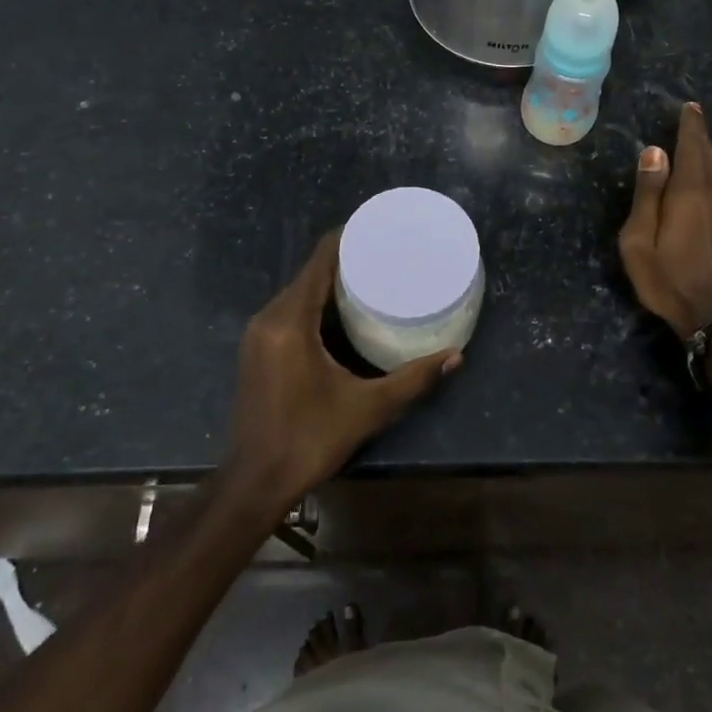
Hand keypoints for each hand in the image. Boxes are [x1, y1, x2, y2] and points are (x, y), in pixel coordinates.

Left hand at [222, 230, 460, 516]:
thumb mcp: (367, 408)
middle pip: (310, 272)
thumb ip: (413, 378)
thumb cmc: (309, 440)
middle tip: (387, 255)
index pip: (319, 260)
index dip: (347, 237)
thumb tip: (456, 355)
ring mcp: (258, 334)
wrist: (254, 483)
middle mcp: (269, 318)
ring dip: (331, 282)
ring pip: (299, 291)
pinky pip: (290, 310)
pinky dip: (316, 302)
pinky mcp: (257, 349)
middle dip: (346, 259)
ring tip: (372, 277)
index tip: (379, 228)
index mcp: (290, 321)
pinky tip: (343, 311)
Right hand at [618, 102, 711, 338]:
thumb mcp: (639, 240)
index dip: (690, 123)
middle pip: (710, 153)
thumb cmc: (667, 279)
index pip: (692, 143)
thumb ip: (647, 192)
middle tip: (691, 124)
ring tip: (699, 162)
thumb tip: (655, 151)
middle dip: (699, 137)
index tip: (690, 107)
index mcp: (690, 189)